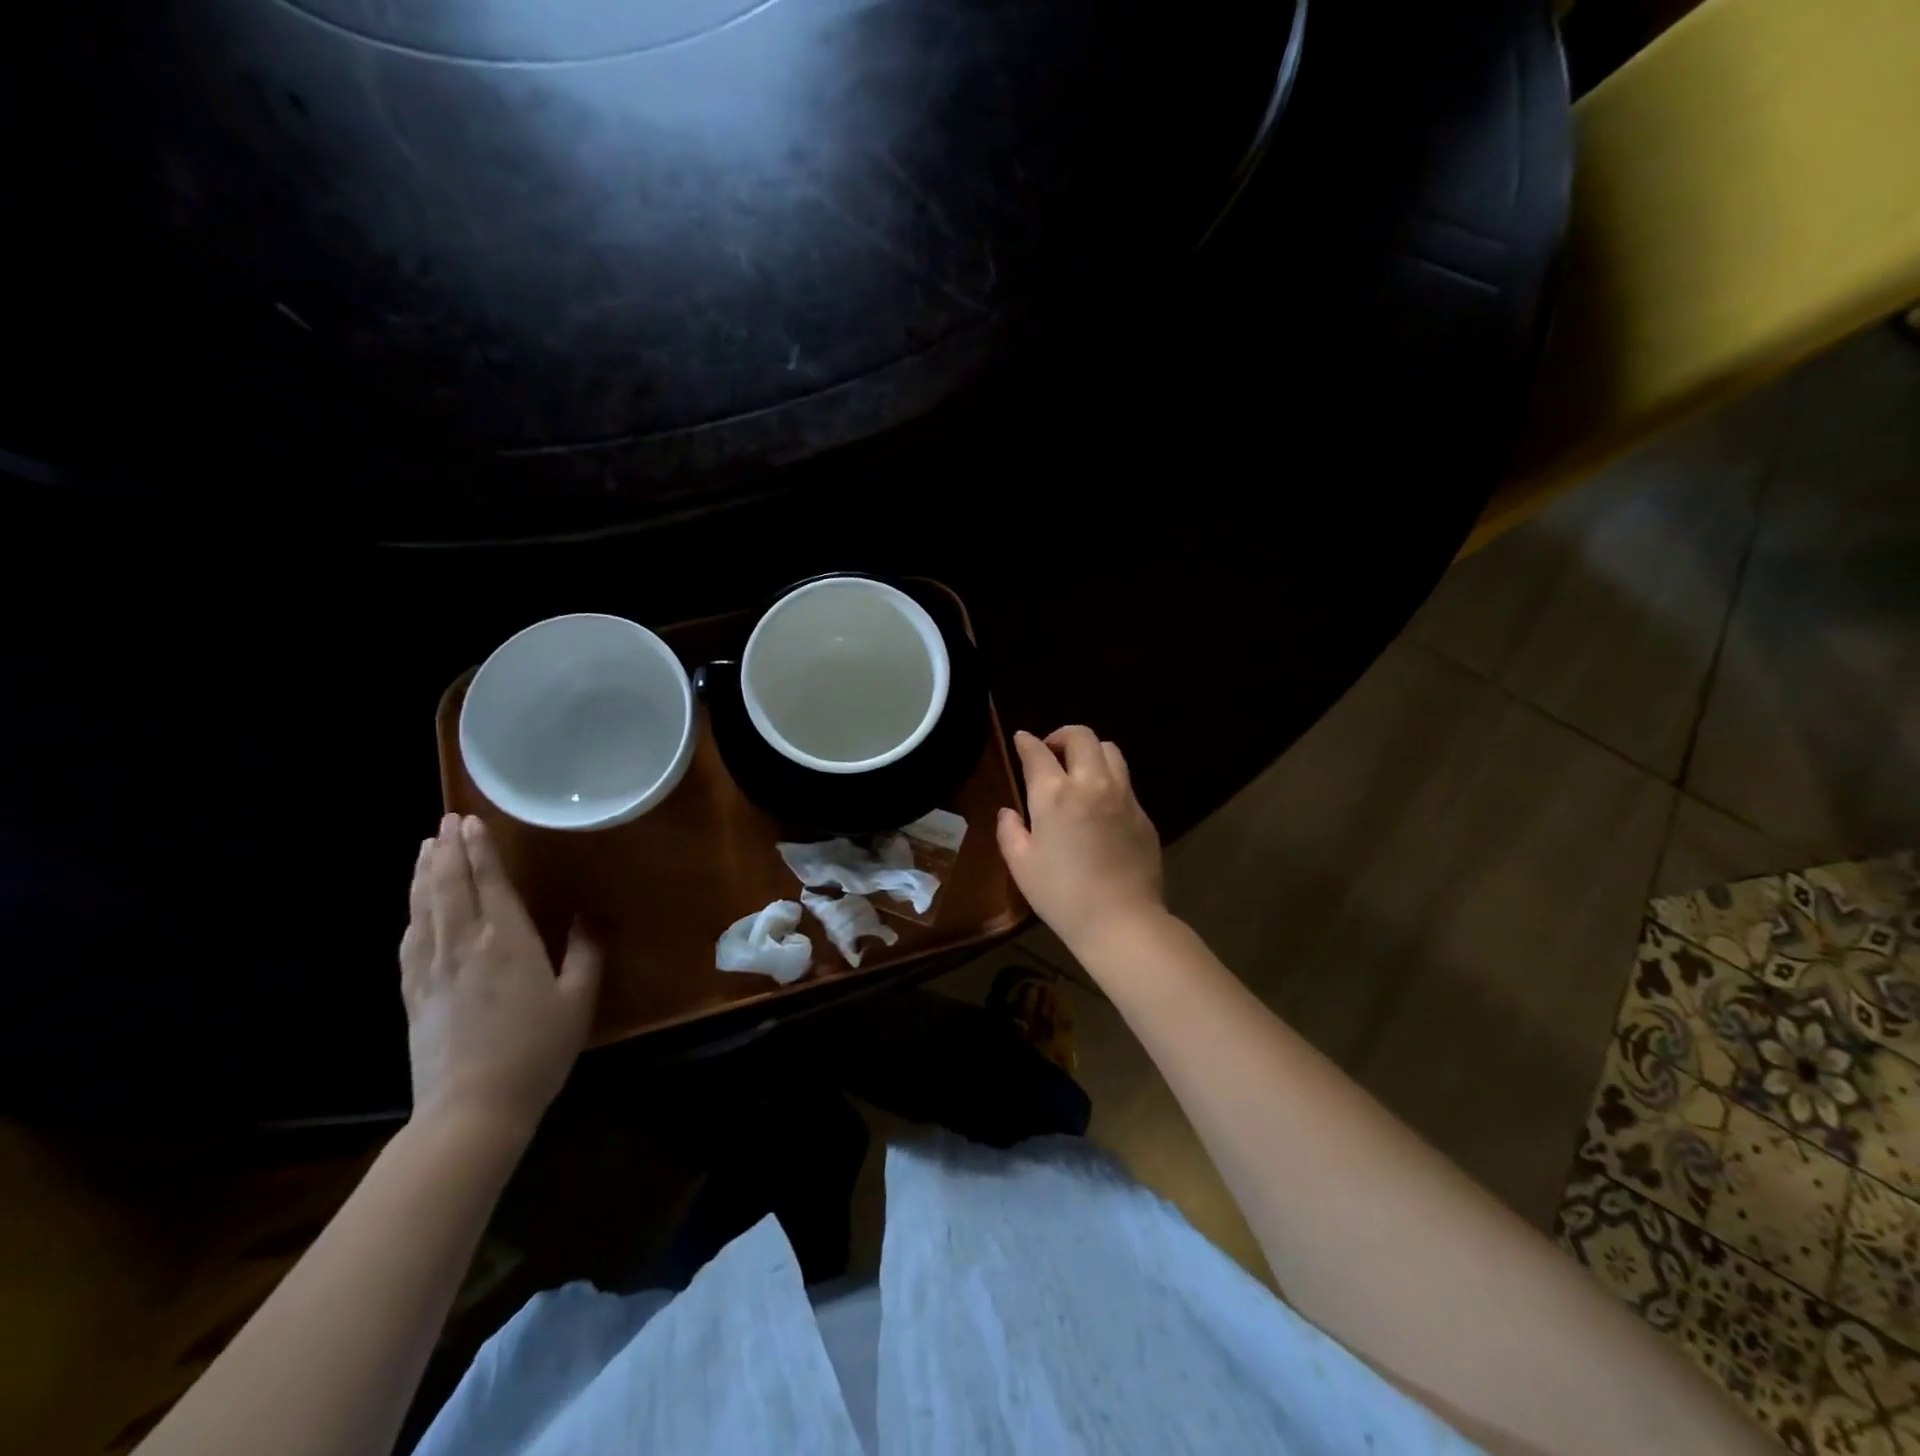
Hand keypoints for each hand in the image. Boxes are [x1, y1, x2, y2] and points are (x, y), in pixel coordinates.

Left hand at [399, 814, 602, 1138]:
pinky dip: (411, 914)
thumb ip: (586, 953)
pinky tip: (413, 906)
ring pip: (423, 909)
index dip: (479, 851)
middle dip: (448, 852)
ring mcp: (432, 969)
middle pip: (450, 888)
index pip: (488, 883)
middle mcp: (463, 945)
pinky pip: (409, 941)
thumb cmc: (536, 1050)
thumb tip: (591, 916)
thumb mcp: (578, 1000)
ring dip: (424, 875)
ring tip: (425, 849)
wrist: (471, 1109)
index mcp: (506, 941)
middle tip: (446, 822)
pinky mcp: (413, 994)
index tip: (470, 822)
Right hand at [996, 727, 1164, 952]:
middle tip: (1051, 752)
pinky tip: (1100, 804)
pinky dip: (1109, 780)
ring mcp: (1123, 796)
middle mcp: (1091, 784)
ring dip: (1091, 751)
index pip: (1038, 752)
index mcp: (1054, 794)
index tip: (1021, 740)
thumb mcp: (1021, 865)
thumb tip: (1009, 812)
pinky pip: (1125, 782)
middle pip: (1081, 736)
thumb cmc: (1061, 895)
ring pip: (1110, 750)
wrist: (1121, 920)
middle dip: (1062, 736)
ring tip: (1079, 770)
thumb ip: (1010, 831)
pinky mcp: (1143, 814)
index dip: (1026, 742)